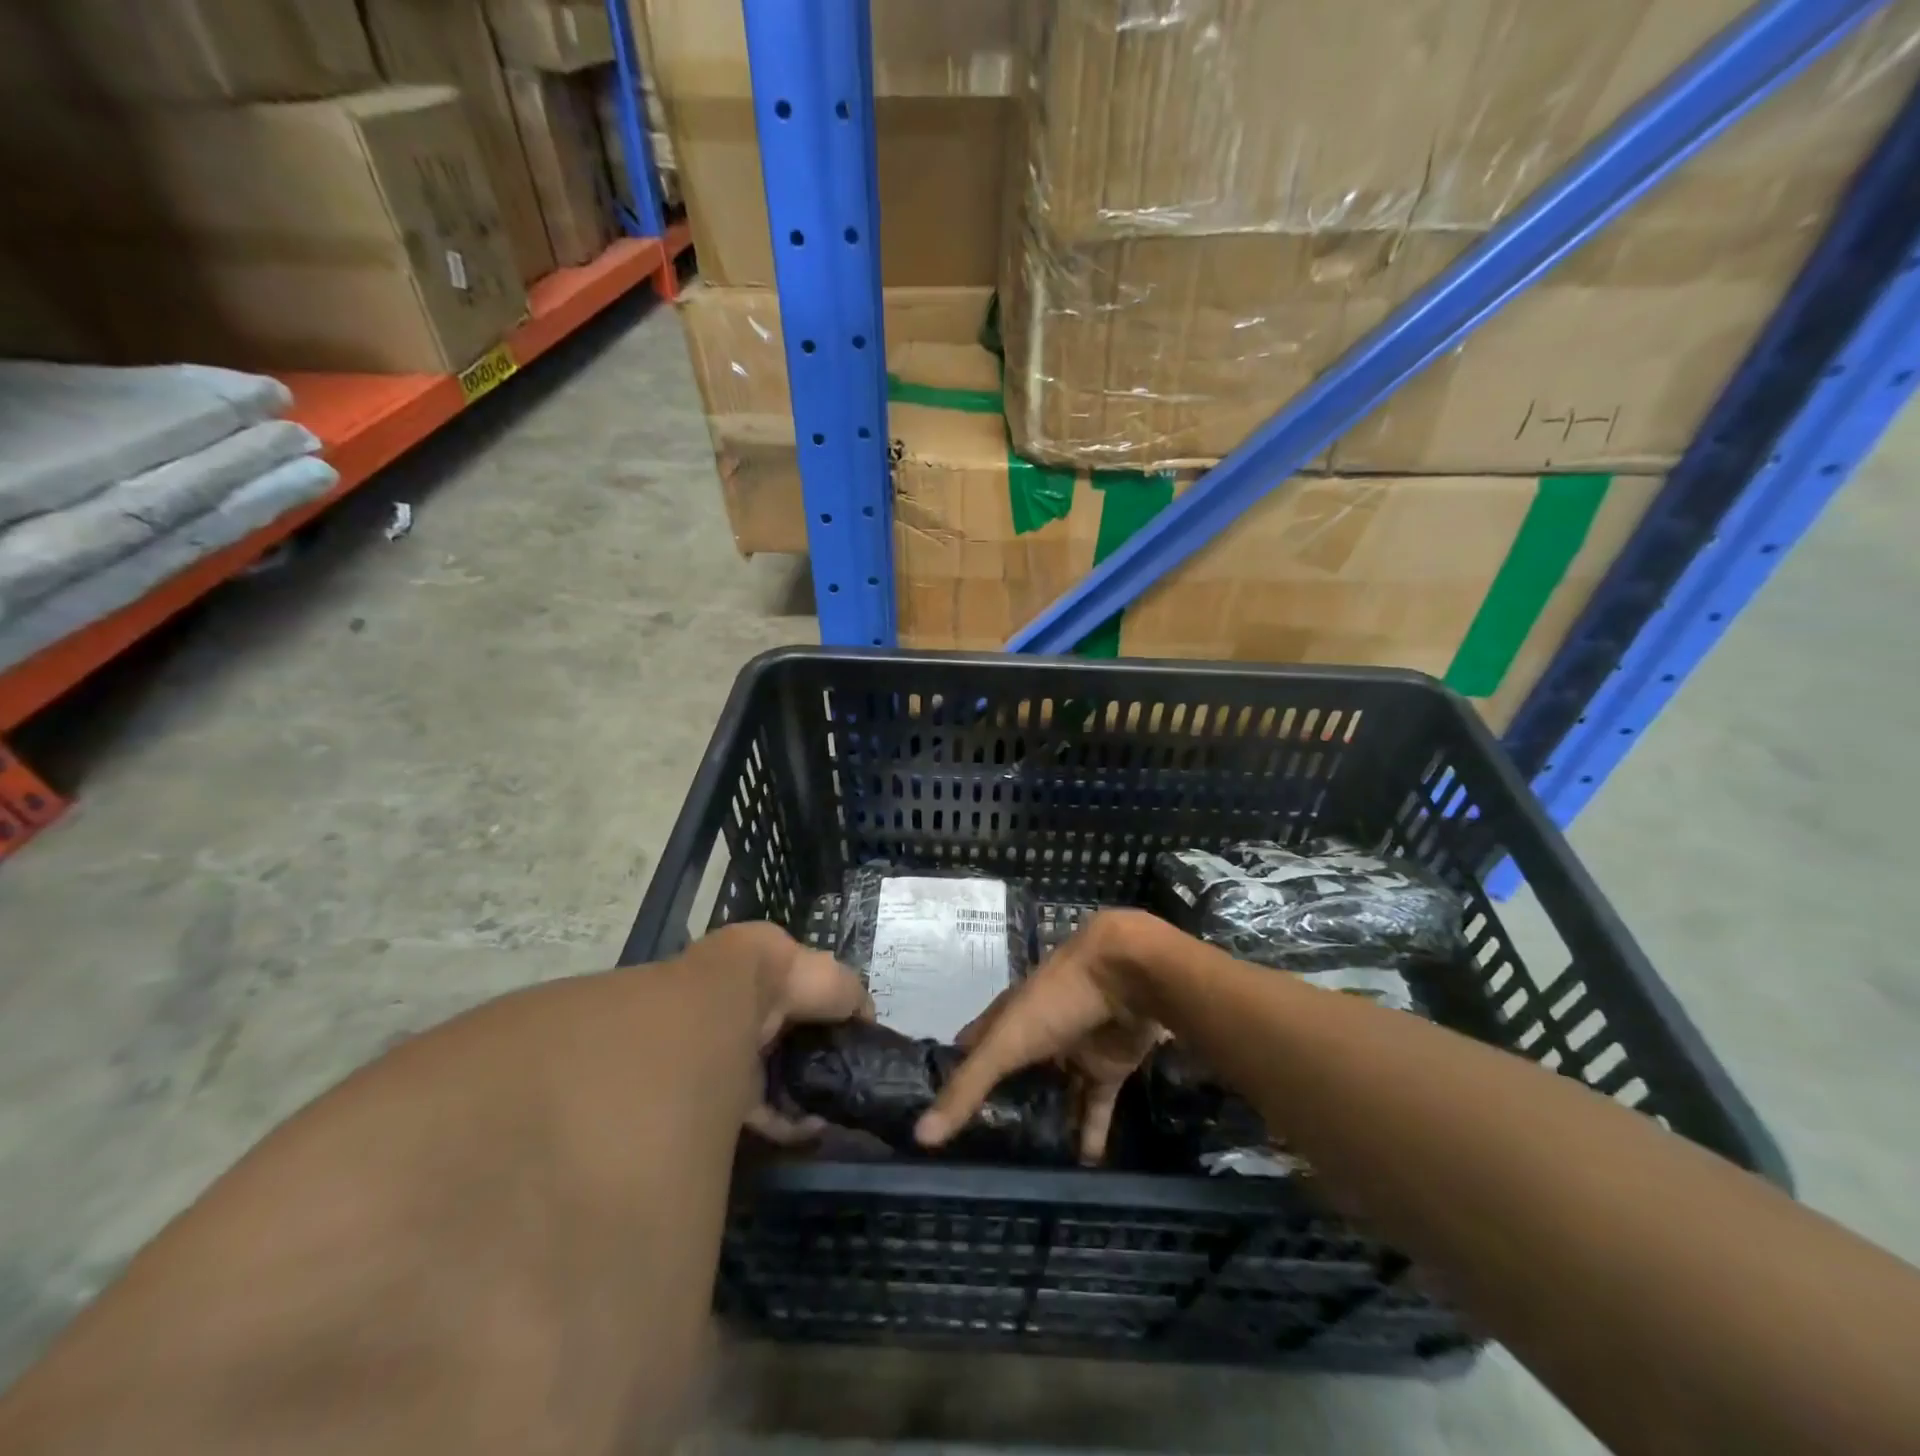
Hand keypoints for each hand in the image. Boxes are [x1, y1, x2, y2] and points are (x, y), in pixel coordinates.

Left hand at [701, 921, 873, 1145]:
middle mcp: (758, 1016)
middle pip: (789, 1047)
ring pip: (776, 1081)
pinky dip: (788, 1124)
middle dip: (814, 1067)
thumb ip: (858, 1003)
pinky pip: (762, 1111)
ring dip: (803, 1098)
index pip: (806, 1008)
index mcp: (781, 984)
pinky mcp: (729, 1089)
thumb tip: (870, 1026)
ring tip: (832, 1112)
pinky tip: (815, 1128)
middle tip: (842, 1085)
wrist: (738, 997)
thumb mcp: (842, 983)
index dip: (828, 1028)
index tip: (851, 1050)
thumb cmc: (796, 980)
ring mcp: (741, 1053)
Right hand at [915, 909, 1166, 1164]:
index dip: (957, 1073)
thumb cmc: (1058, 999)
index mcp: (1009, 1018)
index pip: (974, 1047)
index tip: (936, 1113)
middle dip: (1002, 1107)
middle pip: (1016, 1073)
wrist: (1128, 975)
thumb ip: (968, 1088)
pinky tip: (1081, 1170)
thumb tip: (921, 1136)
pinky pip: (1095, 1106)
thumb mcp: (1007, 1043)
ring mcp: (1075, 1050)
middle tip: (980, 1157)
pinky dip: (1090, 1135)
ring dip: (1046, 1124)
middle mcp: (1039, 1033)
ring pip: (1056, 1092)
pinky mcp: (1108, 1066)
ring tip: (1025, 1173)